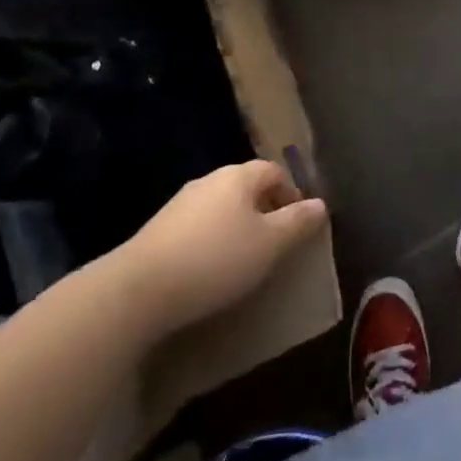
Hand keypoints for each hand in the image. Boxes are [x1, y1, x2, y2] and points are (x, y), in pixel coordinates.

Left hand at [122, 161, 328, 336]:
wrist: (139, 289)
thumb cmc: (216, 260)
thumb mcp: (269, 245)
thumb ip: (297, 222)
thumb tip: (320, 204)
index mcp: (239, 176)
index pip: (274, 171)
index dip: (291, 194)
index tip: (297, 225)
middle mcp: (210, 180)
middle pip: (246, 186)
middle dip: (264, 210)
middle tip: (274, 244)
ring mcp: (180, 203)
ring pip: (221, 206)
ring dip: (236, 226)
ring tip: (243, 260)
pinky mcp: (159, 229)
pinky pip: (198, 226)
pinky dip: (211, 240)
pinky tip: (209, 269)